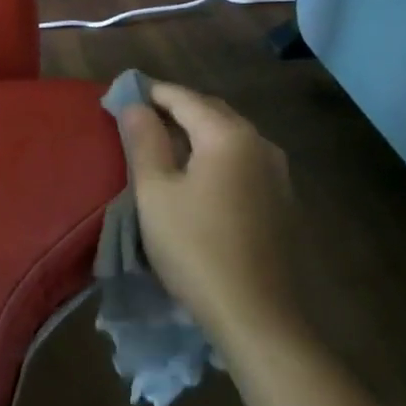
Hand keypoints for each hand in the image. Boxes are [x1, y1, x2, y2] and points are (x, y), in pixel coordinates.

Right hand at [116, 80, 301, 344]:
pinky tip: (198, 177)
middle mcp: (261, 144)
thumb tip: (135, 106)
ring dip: (198, 133)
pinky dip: (216, 157)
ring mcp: (278, 174)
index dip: (152, 92)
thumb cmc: (195, 247)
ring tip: (166, 144)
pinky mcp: (281, 202)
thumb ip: (144, 142)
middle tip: (141, 117)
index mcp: (229, 136)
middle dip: (177, 109)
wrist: (255, 313)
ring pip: (231, 138)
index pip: (185, 98)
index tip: (124, 93)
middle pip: (213, 113)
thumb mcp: (155, 193)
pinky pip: (243, 163)